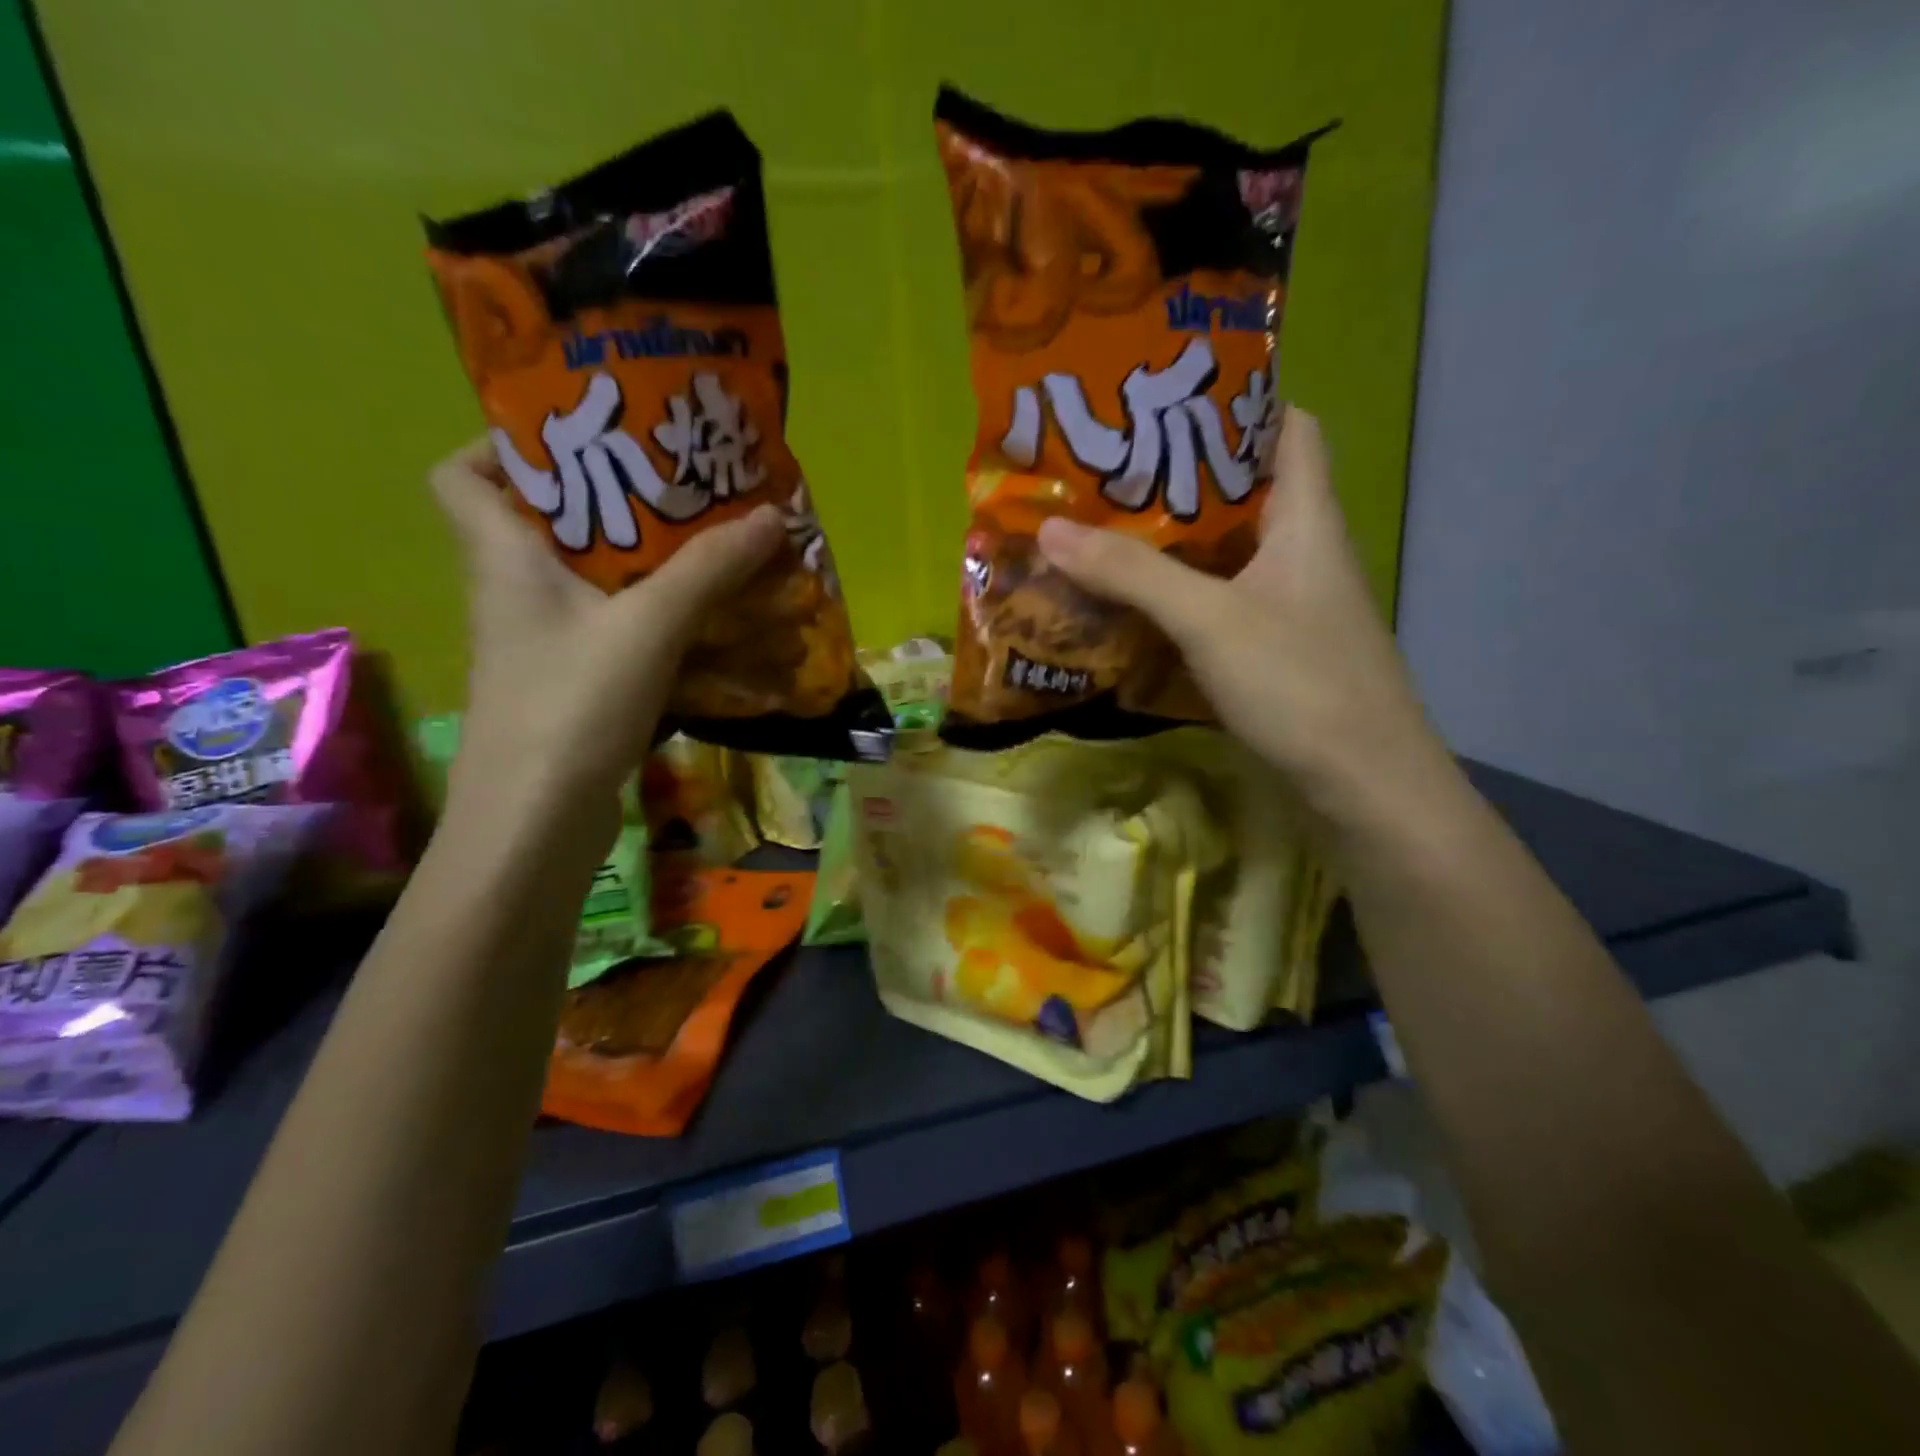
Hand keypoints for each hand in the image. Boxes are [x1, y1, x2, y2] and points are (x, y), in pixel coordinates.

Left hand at [430, 437, 784, 827]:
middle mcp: (513, 593)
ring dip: (644, 561)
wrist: (536, 825)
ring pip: (588, 579)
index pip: (462, 474)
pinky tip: (705, 617)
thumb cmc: (571, 704)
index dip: (505, 444)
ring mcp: (544, 644)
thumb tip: (772, 515)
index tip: (580, 438)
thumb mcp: (647, 624)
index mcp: (503, 557)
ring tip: (707, 543)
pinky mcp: (574, 684)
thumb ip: (709, 568)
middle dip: (611, 498)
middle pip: (544, 522)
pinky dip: (654, 615)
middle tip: (679, 484)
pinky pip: (614, 627)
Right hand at [1036, 407, 1452, 823]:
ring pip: (1229, 550)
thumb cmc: (1300, 683)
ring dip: (1174, 539)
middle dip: (1181, 473)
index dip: (1239, 401)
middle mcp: (1305, 551)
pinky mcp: (1277, 648)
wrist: (1364, 785)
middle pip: (1246, 489)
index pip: (1288, 427)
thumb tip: (1050, 529)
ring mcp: (1292, 603)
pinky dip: (1180, 594)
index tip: (1168, 398)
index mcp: (1307, 518)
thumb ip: (1132, 572)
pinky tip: (1135, 602)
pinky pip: (1222, 600)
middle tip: (1109, 465)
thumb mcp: (1209, 619)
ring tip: (1105, 526)